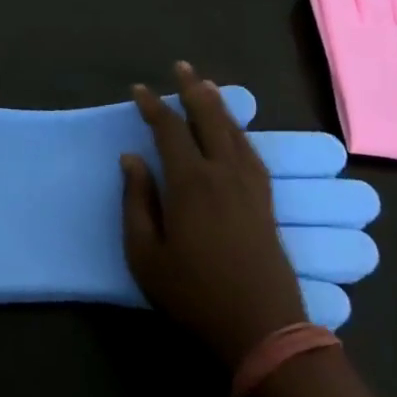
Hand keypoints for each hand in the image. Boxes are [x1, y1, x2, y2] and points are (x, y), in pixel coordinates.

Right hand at [122, 63, 307, 365]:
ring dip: (218, 105)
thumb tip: (131, 159)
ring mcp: (249, 186)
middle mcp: (222, 173)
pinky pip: (251, 152)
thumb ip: (136, 202)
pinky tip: (235, 131)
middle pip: (208, 118)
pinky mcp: (265, 201)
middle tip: (181, 67)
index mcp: (189, 182)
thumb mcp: (146, 255)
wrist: (262, 329)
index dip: (152, 106)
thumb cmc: (194, 294)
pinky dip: (239, 131)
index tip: (138, 90)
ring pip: (233, 131)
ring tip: (206, 86)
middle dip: (192, 89)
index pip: (168, 129)